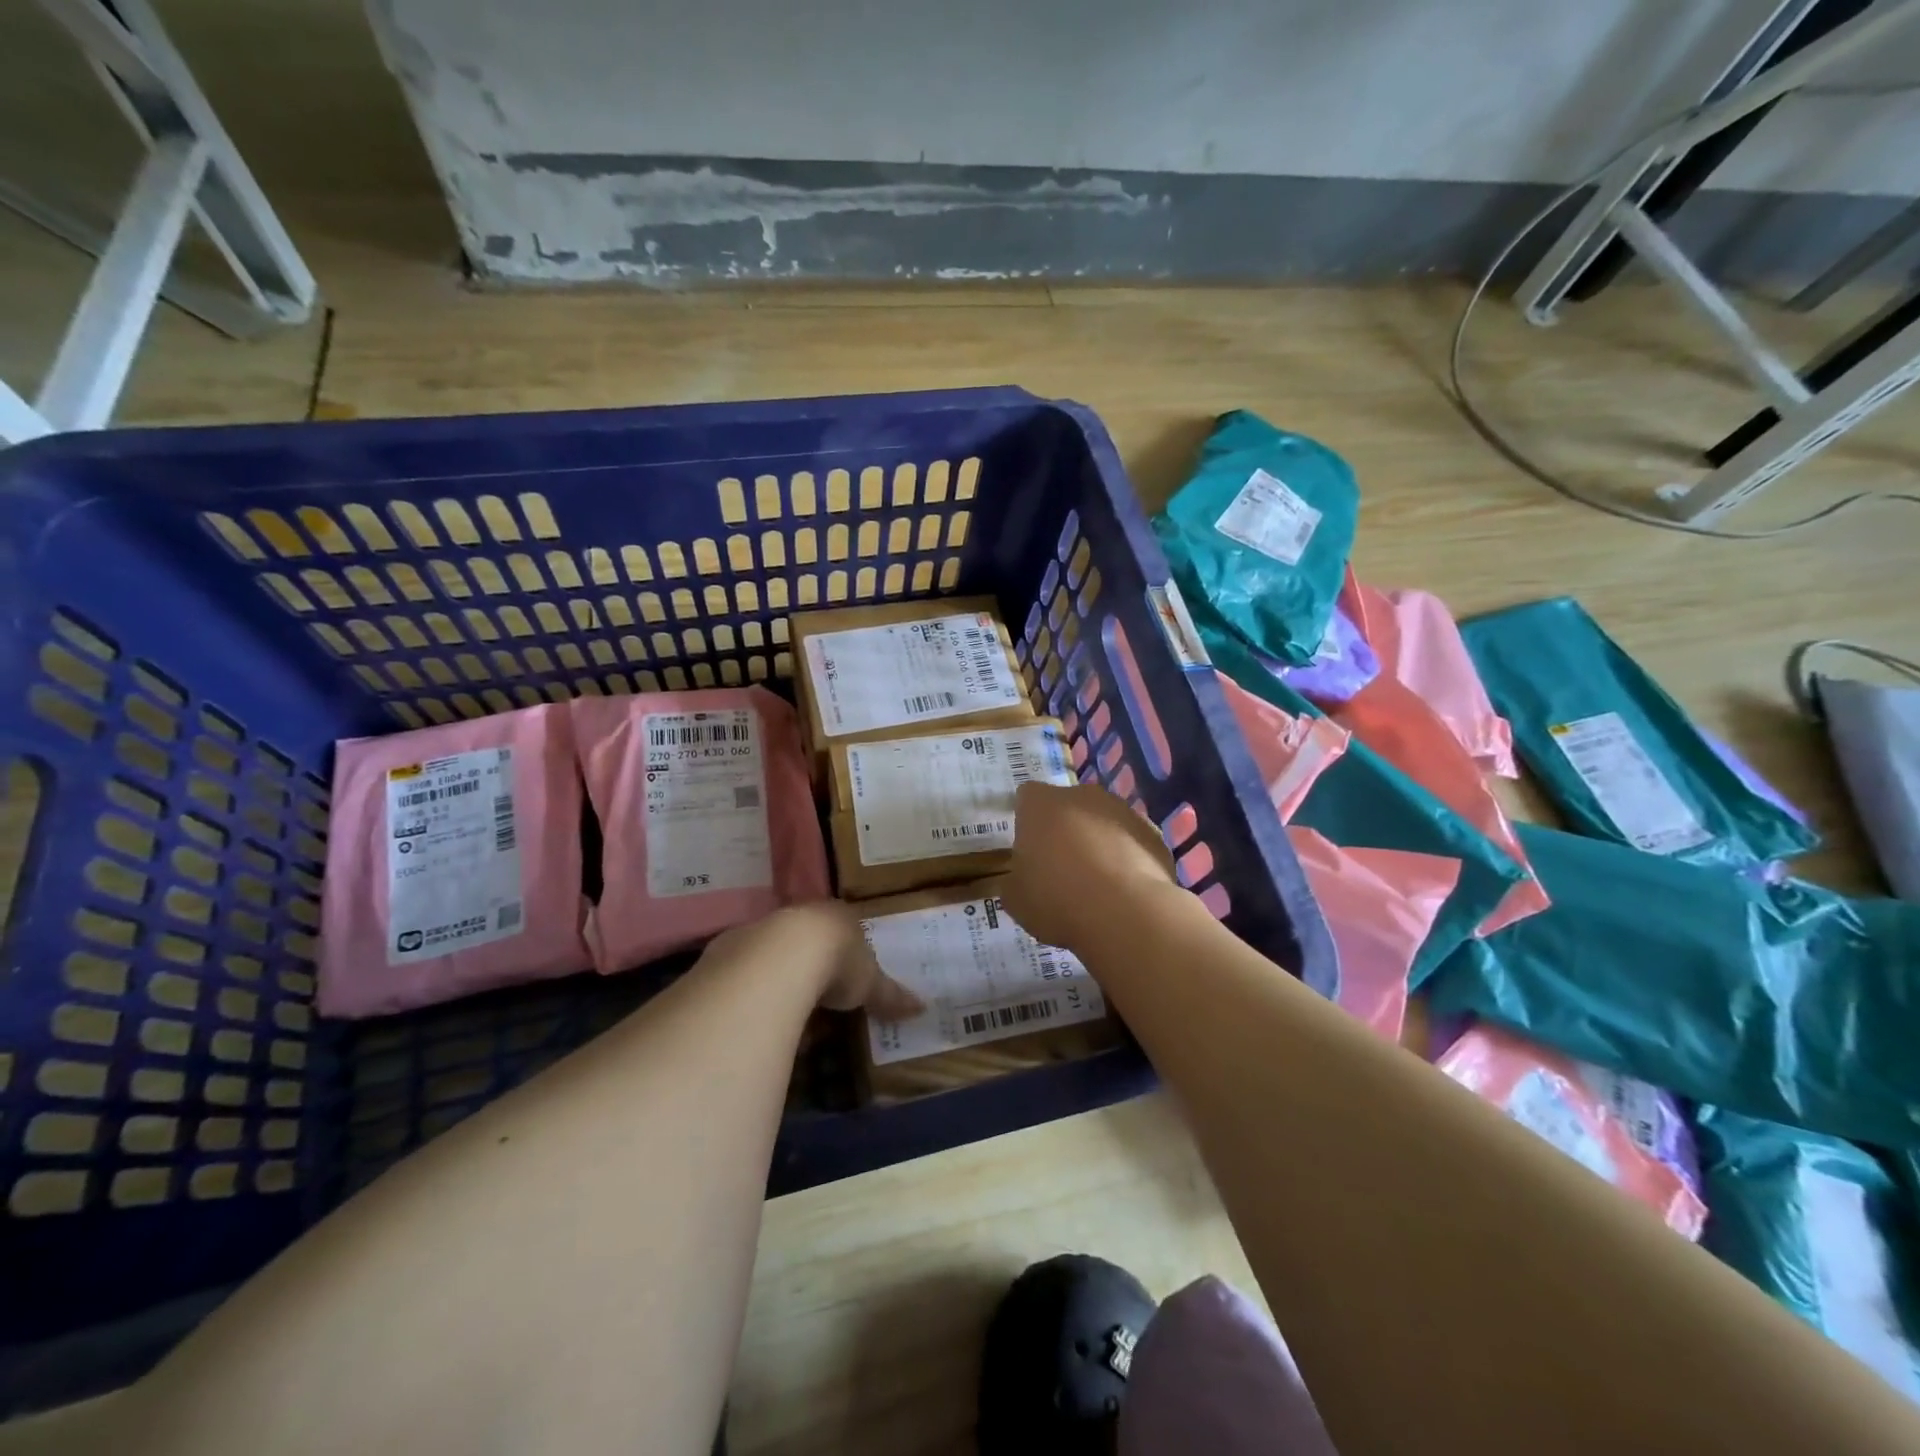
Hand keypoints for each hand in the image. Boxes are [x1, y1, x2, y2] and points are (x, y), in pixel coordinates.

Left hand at [704, 903, 922, 1018]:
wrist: (777, 960)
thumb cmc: (834, 962)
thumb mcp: (869, 982)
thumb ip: (889, 994)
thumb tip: (923, 1007)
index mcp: (829, 917)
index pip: (835, 930)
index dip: (839, 953)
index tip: (843, 977)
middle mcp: (791, 919)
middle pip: (800, 944)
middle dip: (805, 971)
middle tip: (815, 1004)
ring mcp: (755, 936)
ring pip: (767, 961)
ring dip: (775, 986)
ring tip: (785, 1020)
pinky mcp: (724, 960)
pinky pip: (742, 982)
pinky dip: (751, 1001)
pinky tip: (757, 1024)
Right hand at [1001, 782, 1176, 952]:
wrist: (1126, 912)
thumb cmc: (1057, 899)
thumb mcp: (1015, 899)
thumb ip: (1013, 880)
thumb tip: (1020, 879)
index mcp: (1040, 803)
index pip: (1026, 798)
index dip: (1026, 822)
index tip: (1029, 851)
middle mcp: (1081, 794)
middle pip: (1067, 806)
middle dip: (1064, 829)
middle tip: (1060, 868)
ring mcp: (1122, 810)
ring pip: (1102, 821)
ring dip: (1097, 842)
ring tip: (1096, 884)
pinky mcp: (1153, 831)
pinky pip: (1131, 841)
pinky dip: (1126, 858)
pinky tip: (1124, 890)